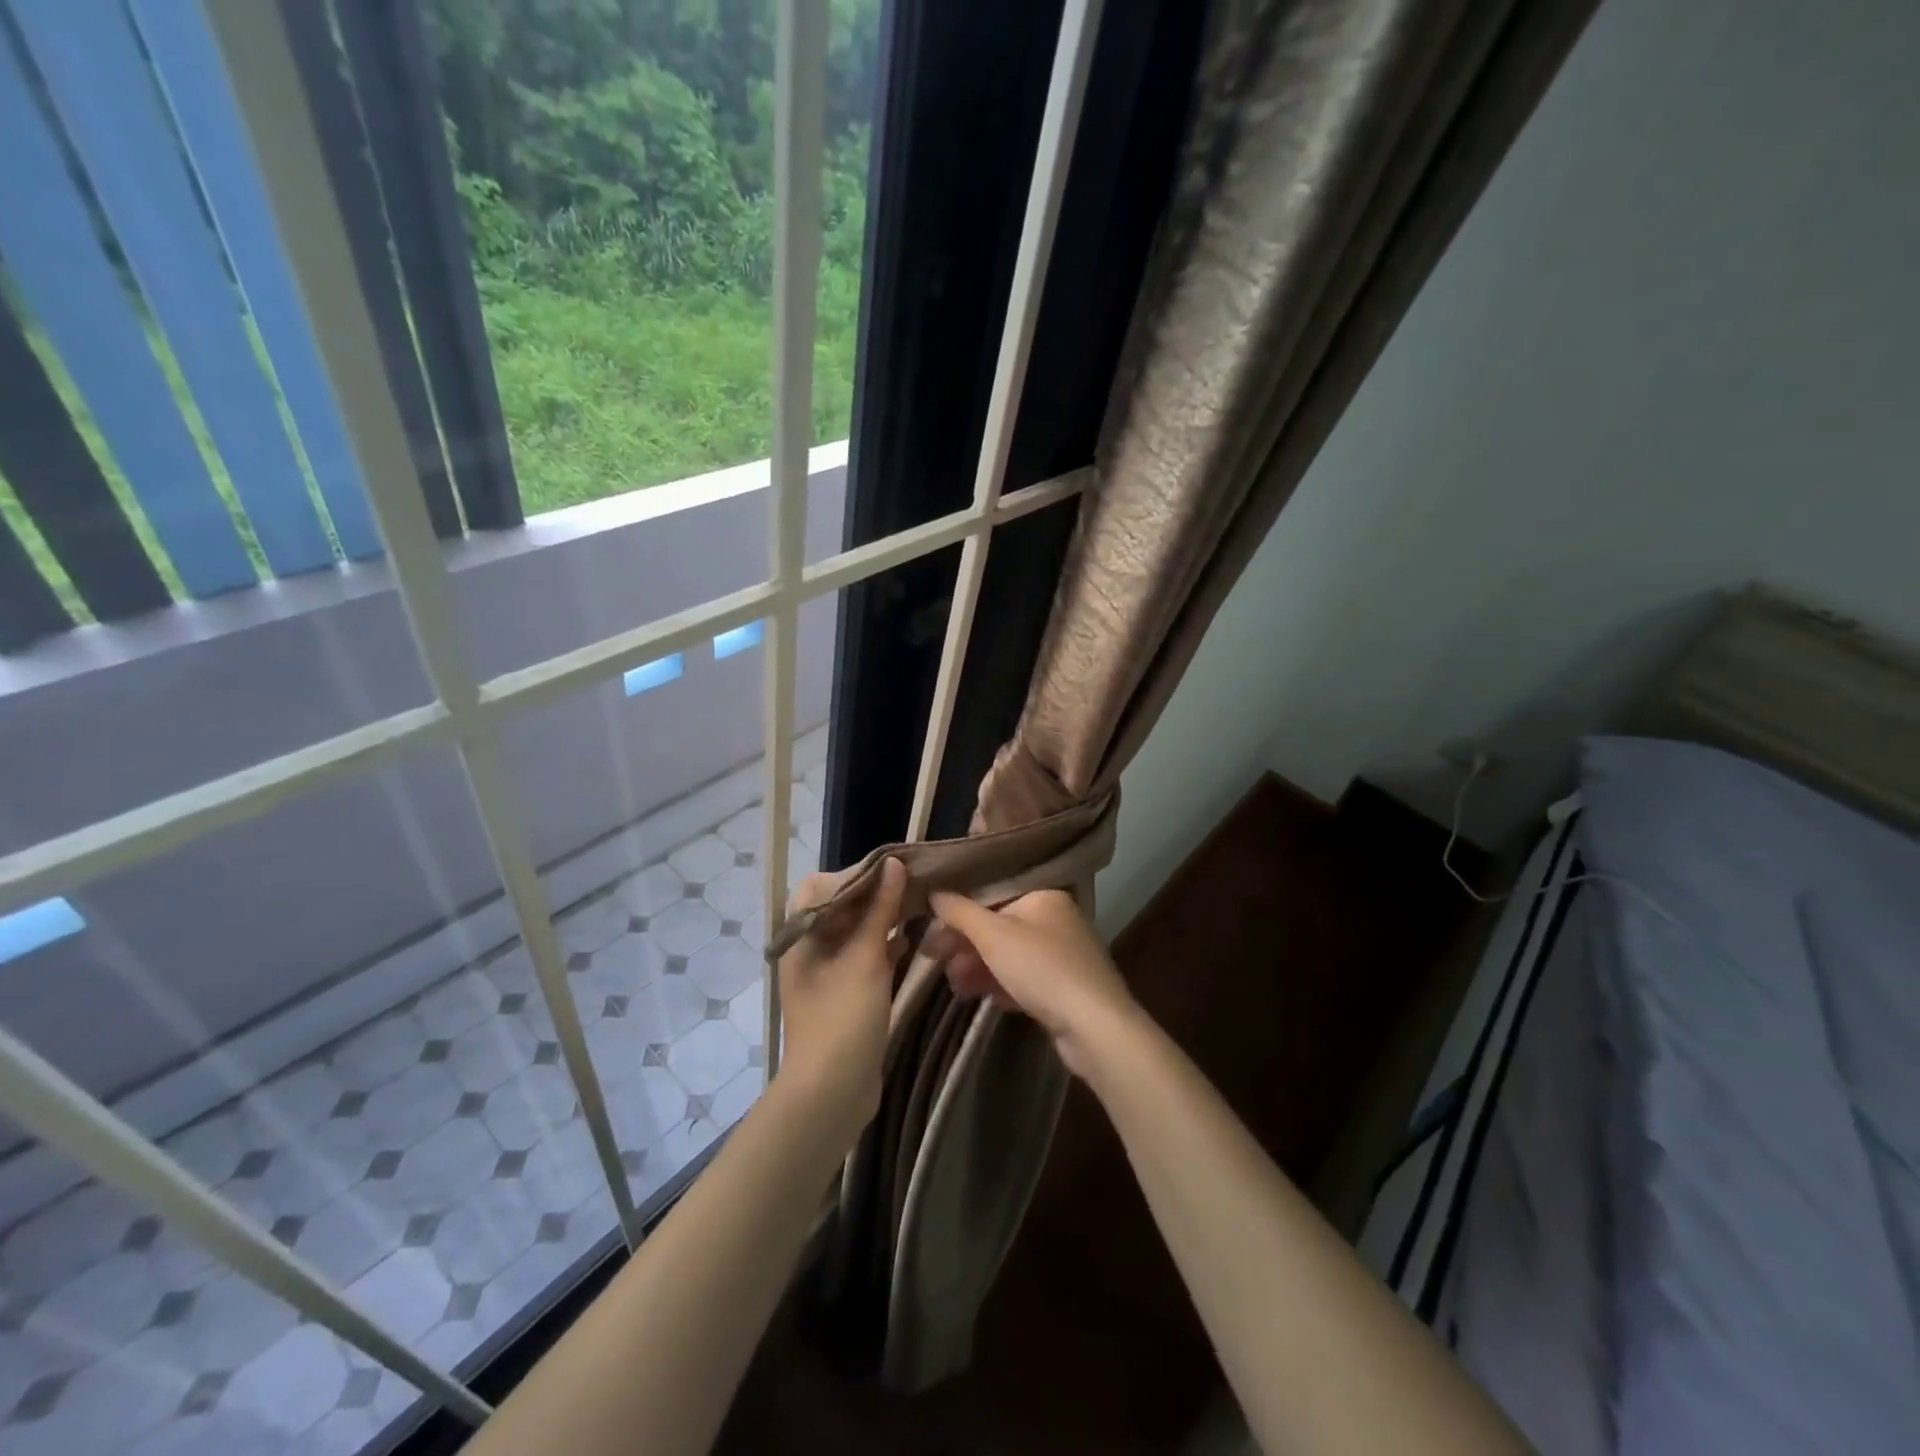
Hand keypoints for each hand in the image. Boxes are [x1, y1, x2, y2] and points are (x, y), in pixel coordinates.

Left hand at [774, 857, 906, 1135]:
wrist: (832, 1091)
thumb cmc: (843, 1016)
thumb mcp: (865, 957)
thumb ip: (880, 908)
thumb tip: (894, 864)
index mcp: (801, 936)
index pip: (821, 886)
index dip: (854, 875)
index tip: (891, 872)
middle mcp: (809, 949)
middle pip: (840, 907)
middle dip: (874, 894)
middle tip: (912, 885)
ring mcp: (827, 973)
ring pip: (855, 932)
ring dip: (882, 920)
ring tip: (917, 907)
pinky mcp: (845, 994)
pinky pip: (864, 958)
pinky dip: (884, 946)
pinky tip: (910, 941)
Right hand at [925, 888, 1140, 1080]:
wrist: (1095, 1028)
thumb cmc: (1042, 969)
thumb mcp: (993, 935)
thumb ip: (959, 911)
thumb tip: (934, 891)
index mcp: (1044, 895)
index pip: (992, 894)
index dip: (959, 911)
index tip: (931, 930)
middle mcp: (1056, 919)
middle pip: (999, 925)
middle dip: (966, 945)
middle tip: (935, 960)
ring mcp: (1063, 955)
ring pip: (1010, 955)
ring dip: (979, 967)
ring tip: (955, 985)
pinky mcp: (1065, 988)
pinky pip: (1024, 979)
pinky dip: (1002, 984)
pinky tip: (984, 997)